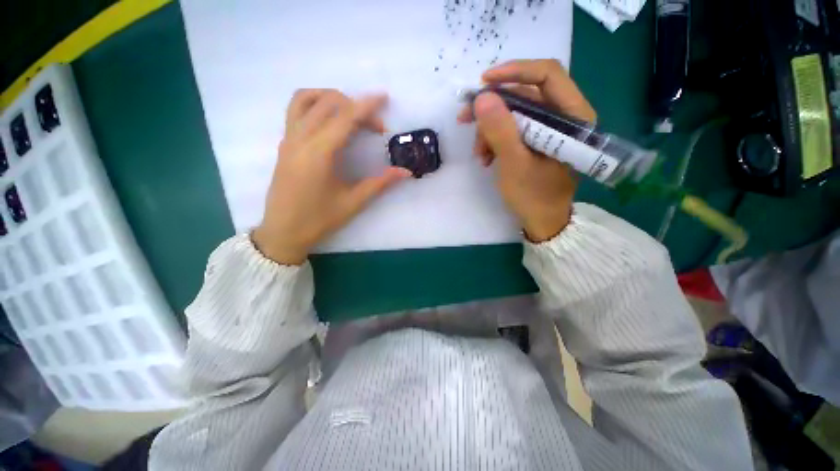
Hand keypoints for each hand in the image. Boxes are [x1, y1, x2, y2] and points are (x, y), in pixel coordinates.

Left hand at [253, 90, 410, 264]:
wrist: (283, 232)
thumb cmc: (319, 220)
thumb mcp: (353, 203)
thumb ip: (380, 184)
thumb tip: (405, 172)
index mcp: (319, 153)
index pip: (345, 118)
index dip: (367, 106)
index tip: (384, 97)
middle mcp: (300, 139)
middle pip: (328, 103)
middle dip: (355, 106)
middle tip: (374, 126)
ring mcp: (288, 139)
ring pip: (305, 99)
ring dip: (330, 97)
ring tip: (350, 113)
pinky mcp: (284, 144)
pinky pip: (295, 110)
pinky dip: (314, 104)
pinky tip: (329, 122)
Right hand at [457, 59, 596, 241]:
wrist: (542, 221)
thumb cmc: (534, 196)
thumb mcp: (514, 164)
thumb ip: (500, 130)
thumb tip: (482, 97)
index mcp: (573, 117)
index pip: (547, 75)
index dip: (514, 72)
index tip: (483, 83)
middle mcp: (564, 116)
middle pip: (526, 94)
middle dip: (493, 107)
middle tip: (465, 118)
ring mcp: (549, 130)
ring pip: (515, 113)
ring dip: (490, 130)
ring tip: (479, 154)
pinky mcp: (536, 141)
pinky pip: (512, 129)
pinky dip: (495, 140)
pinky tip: (486, 158)